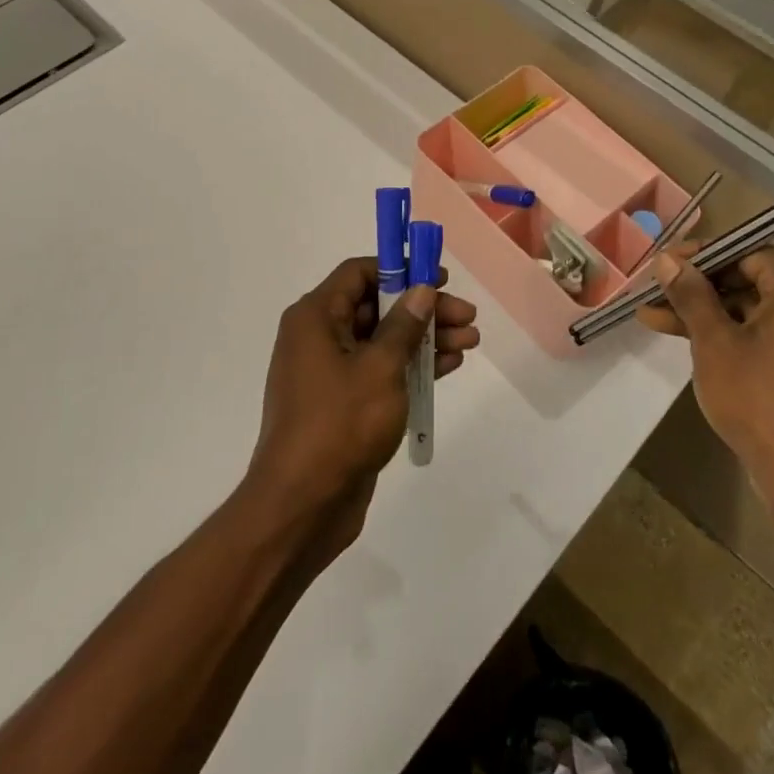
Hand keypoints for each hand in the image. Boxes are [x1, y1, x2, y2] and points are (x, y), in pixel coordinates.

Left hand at [244, 257, 481, 557]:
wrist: (303, 504)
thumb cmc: (340, 424)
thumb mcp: (380, 368)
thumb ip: (404, 325)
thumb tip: (422, 289)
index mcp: (315, 317)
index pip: (358, 273)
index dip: (400, 269)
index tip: (439, 278)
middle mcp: (318, 337)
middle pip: (377, 307)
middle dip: (423, 310)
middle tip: (467, 317)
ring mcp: (330, 372)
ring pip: (383, 341)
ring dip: (425, 339)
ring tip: (470, 341)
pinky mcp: (343, 403)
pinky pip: (380, 371)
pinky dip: (412, 366)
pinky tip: (450, 365)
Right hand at [636, 246, 773, 525]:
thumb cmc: (758, 401)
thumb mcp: (713, 343)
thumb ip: (691, 295)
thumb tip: (667, 260)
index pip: (748, 252)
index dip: (702, 255)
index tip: (663, 265)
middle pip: (750, 280)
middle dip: (698, 287)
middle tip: (654, 291)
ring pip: (753, 310)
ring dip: (707, 313)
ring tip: (654, 316)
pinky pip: (765, 335)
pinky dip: (730, 335)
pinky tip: (687, 340)